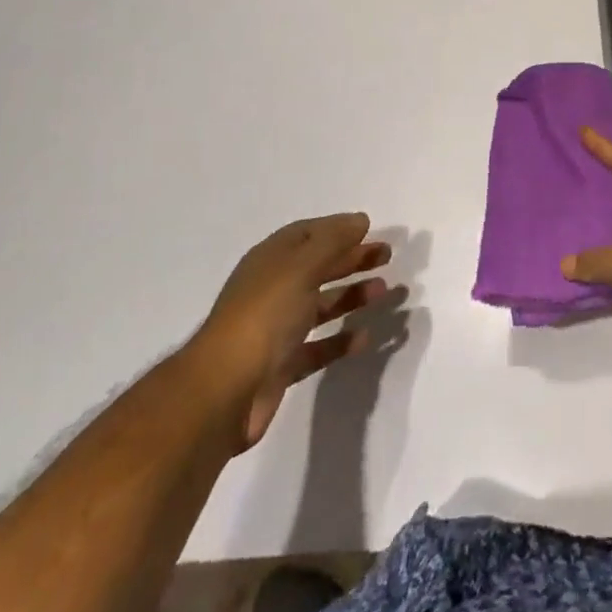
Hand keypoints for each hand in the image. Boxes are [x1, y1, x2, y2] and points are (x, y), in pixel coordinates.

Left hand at [188, 214, 391, 451]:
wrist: (224, 392)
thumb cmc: (264, 316)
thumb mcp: (301, 267)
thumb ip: (333, 241)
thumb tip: (360, 220)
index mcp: (271, 260)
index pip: (308, 234)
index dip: (338, 228)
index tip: (371, 229)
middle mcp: (273, 289)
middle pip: (318, 266)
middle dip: (352, 259)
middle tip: (387, 257)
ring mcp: (276, 329)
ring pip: (321, 305)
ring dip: (351, 296)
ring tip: (385, 292)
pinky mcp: (282, 365)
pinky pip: (318, 346)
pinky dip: (340, 340)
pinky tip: (365, 338)